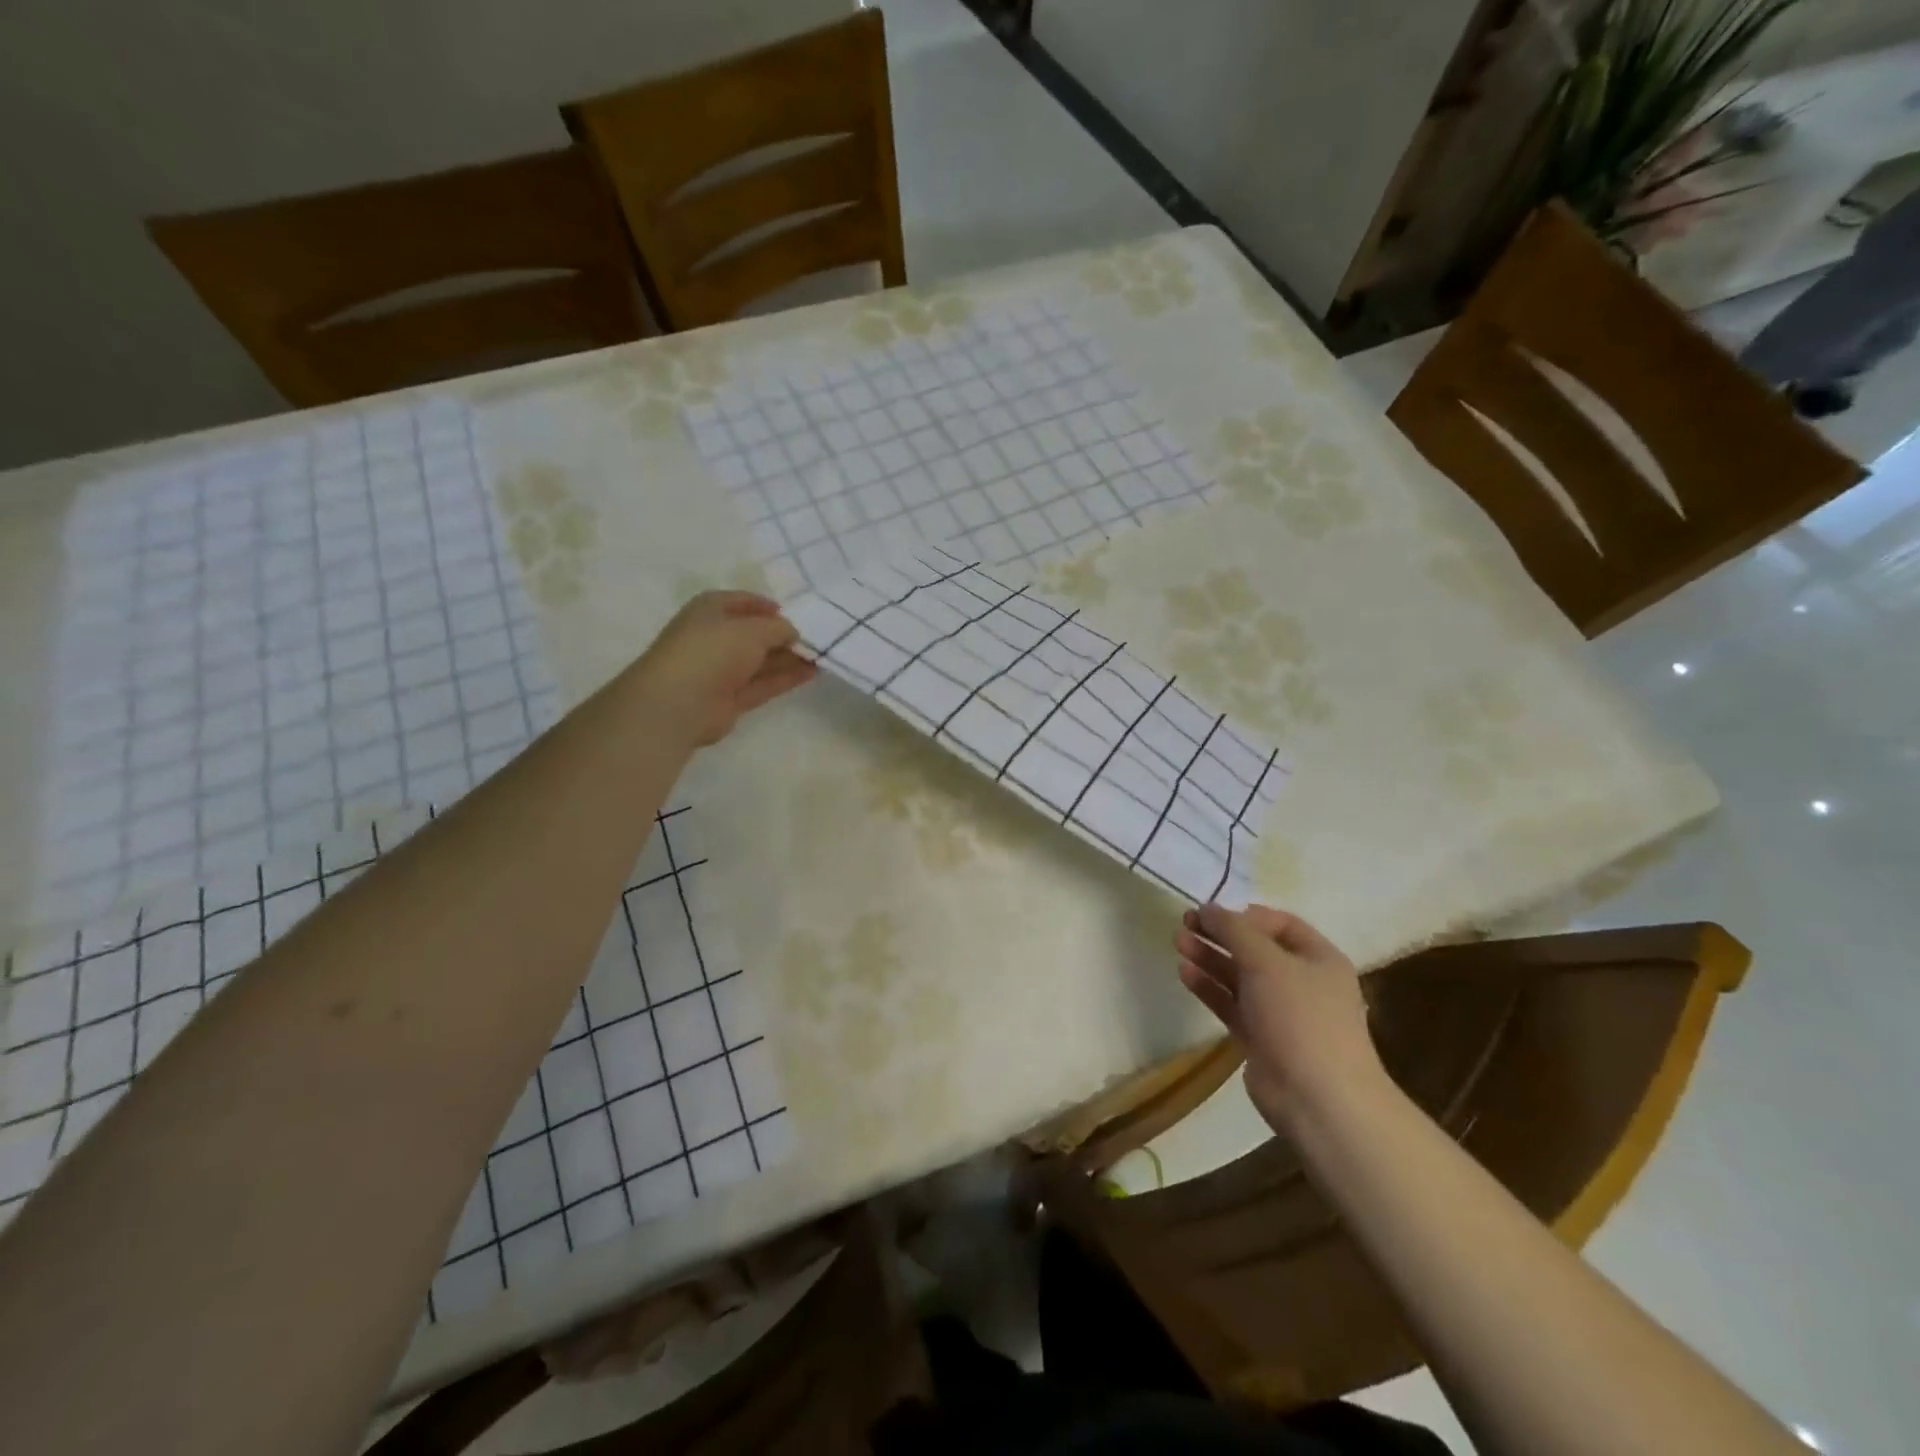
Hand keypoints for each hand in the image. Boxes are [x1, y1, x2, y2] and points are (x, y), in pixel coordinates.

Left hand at [630, 591, 815, 746]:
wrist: (678, 702)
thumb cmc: (712, 650)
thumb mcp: (752, 629)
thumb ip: (778, 628)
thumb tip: (793, 633)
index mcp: (710, 610)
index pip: (744, 602)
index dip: (770, 606)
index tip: (799, 614)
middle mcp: (715, 637)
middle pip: (756, 633)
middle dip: (784, 634)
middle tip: (819, 636)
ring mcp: (722, 669)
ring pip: (762, 660)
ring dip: (791, 657)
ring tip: (824, 654)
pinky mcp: (731, 698)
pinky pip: (765, 683)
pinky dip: (787, 677)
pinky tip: (813, 672)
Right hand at [1175, 904, 1385, 1134]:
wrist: (1318, 1100)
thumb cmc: (1300, 1018)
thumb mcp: (1266, 962)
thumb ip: (1234, 930)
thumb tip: (1208, 908)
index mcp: (1319, 959)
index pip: (1281, 924)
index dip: (1246, 914)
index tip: (1212, 912)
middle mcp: (1302, 982)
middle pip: (1256, 949)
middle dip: (1221, 935)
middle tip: (1185, 923)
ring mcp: (1281, 1013)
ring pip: (1240, 976)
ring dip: (1210, 958)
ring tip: (1178, 942)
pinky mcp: (1261, 1038)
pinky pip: (1232, 1004)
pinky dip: (1210, 987)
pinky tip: (1185, 973)